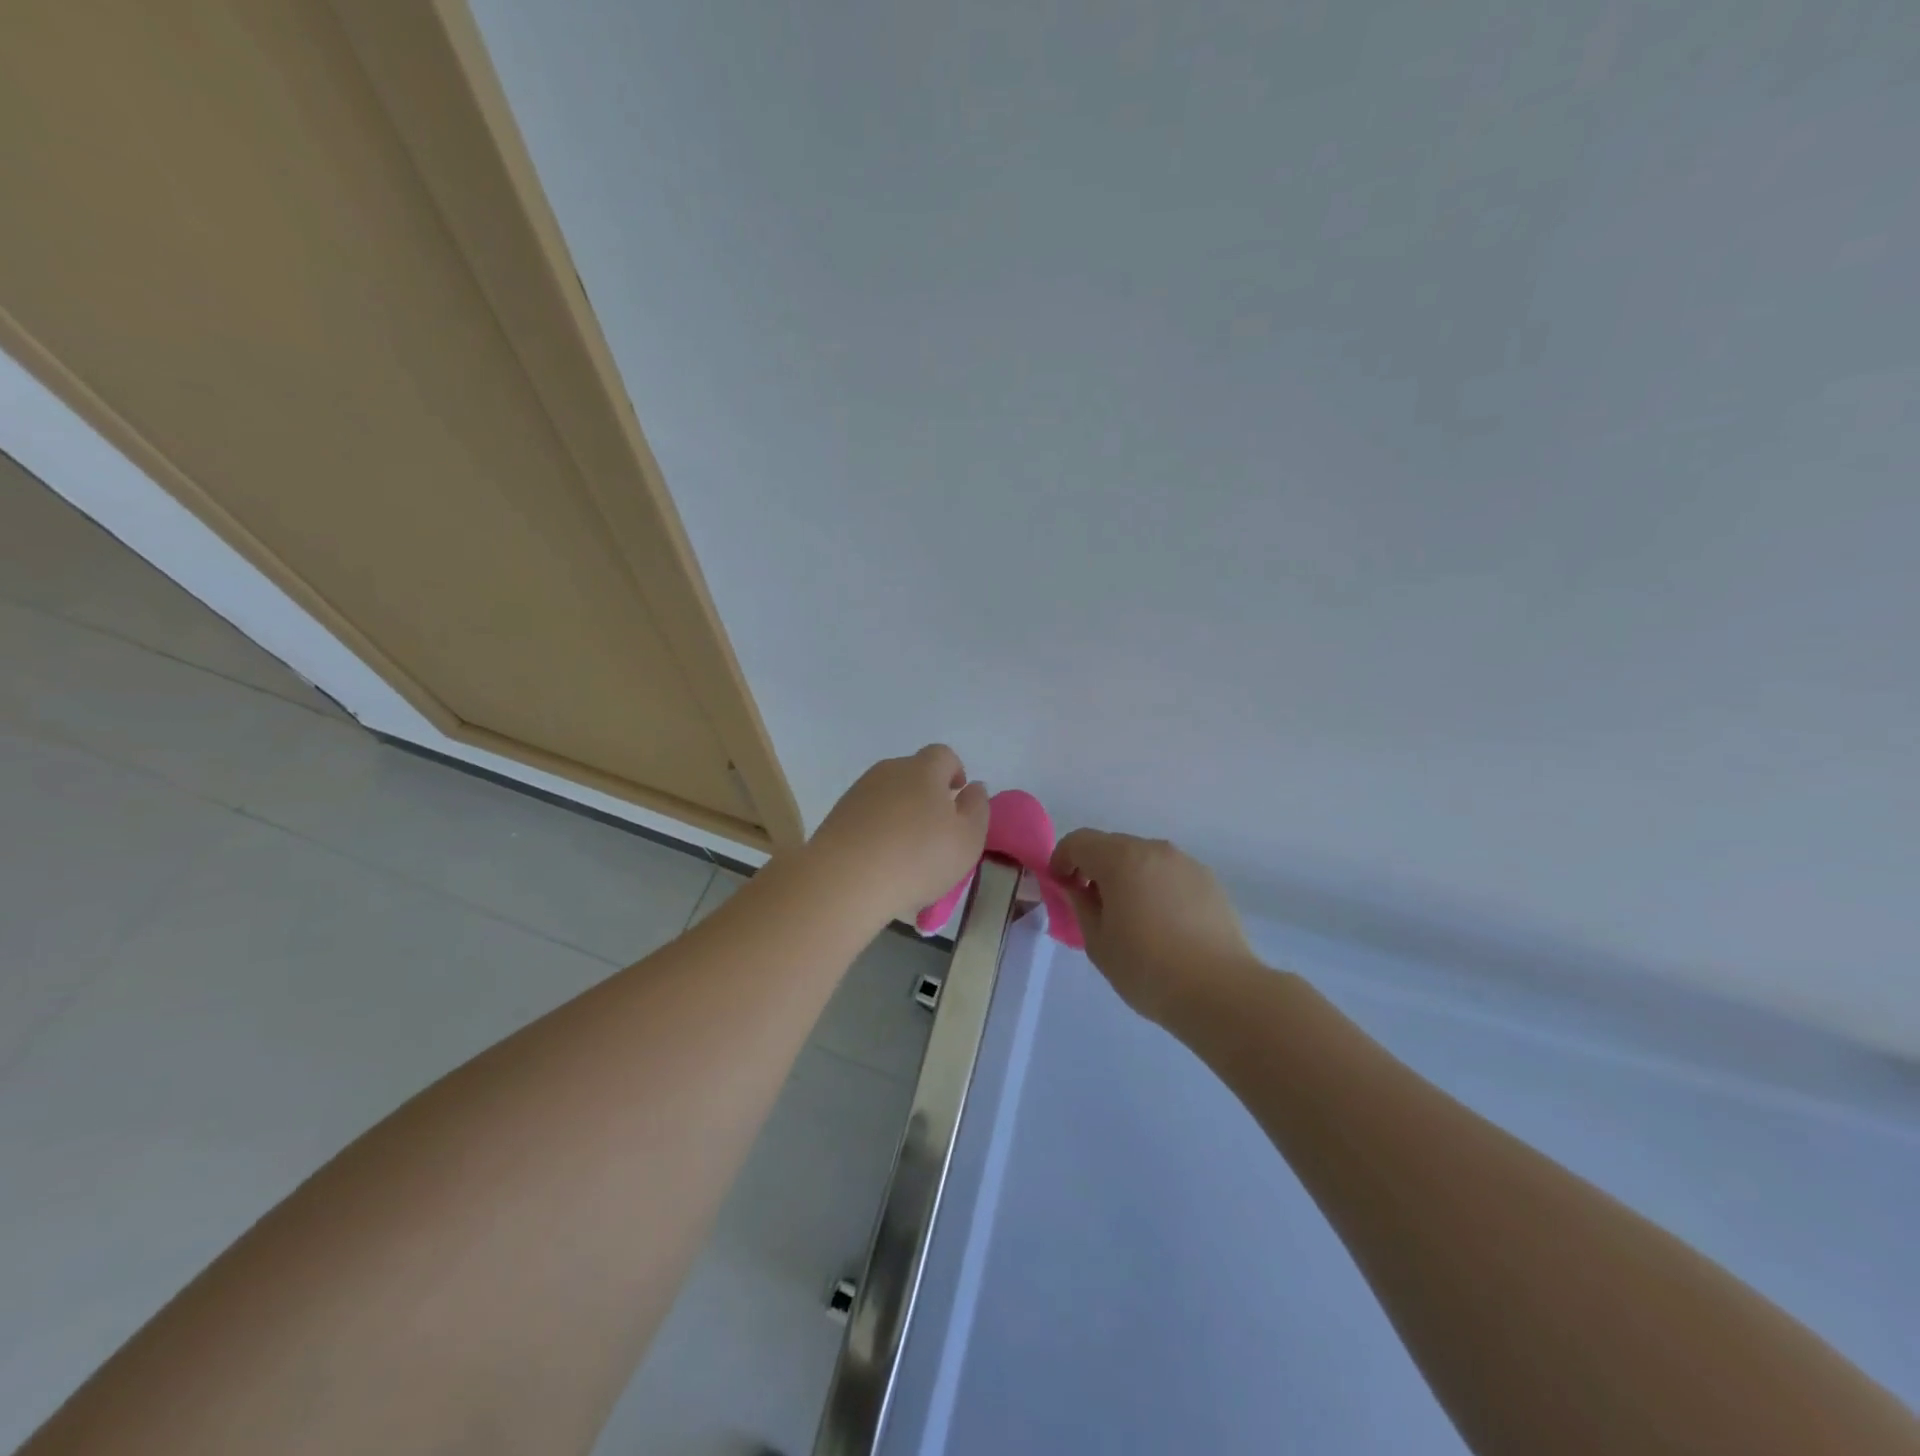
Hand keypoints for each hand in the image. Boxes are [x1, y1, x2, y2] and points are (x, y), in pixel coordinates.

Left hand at [807, 745, 990, 925]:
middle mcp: (888, 771)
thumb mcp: (967, 839)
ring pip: (887, 795)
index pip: (943, 755)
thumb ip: (977, 808)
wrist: (844, 881)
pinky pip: (866, 816)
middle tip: (935, 831)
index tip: (958, 798)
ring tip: (906, 852)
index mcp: (923, 770)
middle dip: (926, 794)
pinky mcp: (836, 817)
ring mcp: (858, 793)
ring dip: (900, 814)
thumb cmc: (918, 858)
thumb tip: (973, 787)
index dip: (954, 772)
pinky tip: (880, 861)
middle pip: (913, 773)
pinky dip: (877, 830)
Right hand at [1050, 830, 1257, 1024]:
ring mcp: (1186, 863)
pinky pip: (1170, 874)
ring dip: (1127, 876)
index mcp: (1121, 858)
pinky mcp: (1209, 881)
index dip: (1062, 860)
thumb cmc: (1147, 968)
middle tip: (1092, 905)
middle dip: (1095, 868)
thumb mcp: (1098, 942)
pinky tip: (1163, 924)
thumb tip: (1075, 888)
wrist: (1220, 991)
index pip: (1079, 841)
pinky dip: (1156, 887)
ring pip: (1144, 859)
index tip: (1060, 887)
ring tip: (1131, 917)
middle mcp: (1154, 850)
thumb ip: (1080, 906)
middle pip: (1113, 846)